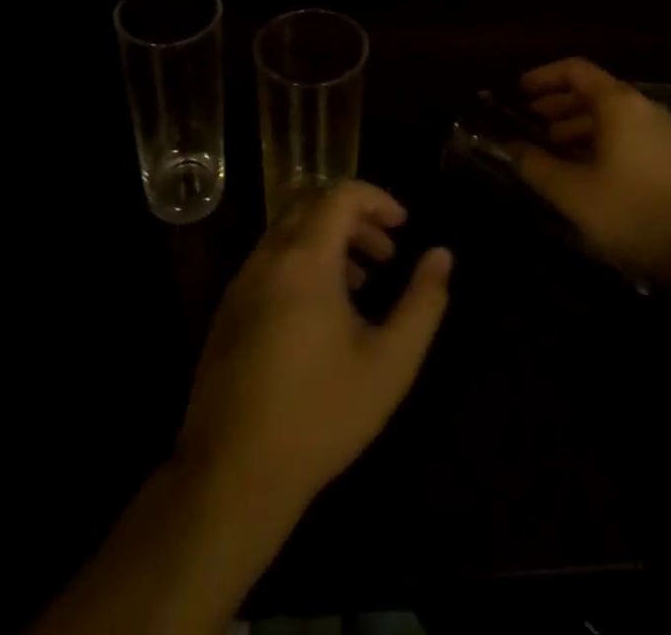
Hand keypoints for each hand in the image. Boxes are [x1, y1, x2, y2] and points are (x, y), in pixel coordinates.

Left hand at [175, 181, 452, 510]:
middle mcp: (268, 258)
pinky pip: (270, 260)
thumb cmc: (320, 414)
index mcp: (305, 259)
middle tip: (387, 252)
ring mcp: (242, 283)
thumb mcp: (390, 362)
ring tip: (361, 282)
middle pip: (312, 205)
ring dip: (328, 240)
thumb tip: (441, 255)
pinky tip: (322, 312)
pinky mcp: (228, 311)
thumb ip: (423, 302)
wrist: (232, 475)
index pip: (340, 194)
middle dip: (355, 217)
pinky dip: (302, 261)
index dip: (377, 199)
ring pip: (289, 233)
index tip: (404, 225)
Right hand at [514, 57, 670, 283]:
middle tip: (528, 120)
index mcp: (618, 104)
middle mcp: (641, 108)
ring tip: (551, 147)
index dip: (544, 76)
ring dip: (577, 125)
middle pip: (593, 91)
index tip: (518, 90)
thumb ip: (537, 167)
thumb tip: (510, 147)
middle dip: (557, 103)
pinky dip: (598, 142)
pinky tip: (585, 171)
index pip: (575, 70)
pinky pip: (626, 135)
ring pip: (610, 116)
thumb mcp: (575, 193)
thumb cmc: (635, 212)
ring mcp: (661, 133)